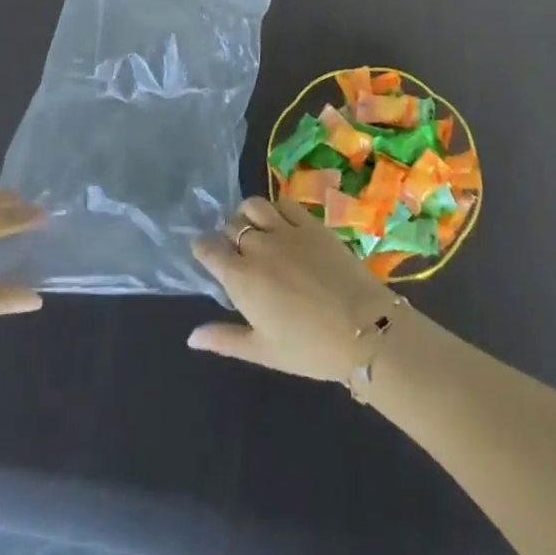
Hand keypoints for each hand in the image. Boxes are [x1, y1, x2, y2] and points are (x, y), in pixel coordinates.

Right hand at [187, 196, 398, 382]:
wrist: (364, 328)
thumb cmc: (310, 348)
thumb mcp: (263, 351)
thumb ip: (224, 339)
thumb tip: (191, 336)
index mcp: (241, 278)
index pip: (209, 249)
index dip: (203, 248)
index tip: (204, 253)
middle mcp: (258, 247)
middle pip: (231, 226)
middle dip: (227, 235)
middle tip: (236, 251)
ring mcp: (286, 230)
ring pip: (254, 205)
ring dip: (247, 214)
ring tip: (254, 229)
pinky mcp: (312, 223)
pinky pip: (285, 203)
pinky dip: (276, 208)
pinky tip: (281, 222)